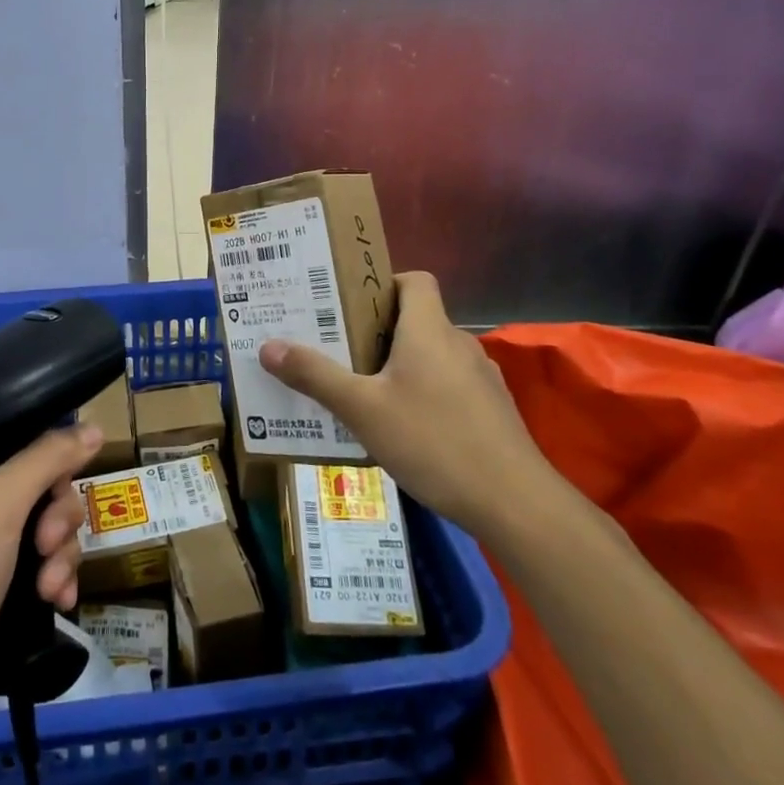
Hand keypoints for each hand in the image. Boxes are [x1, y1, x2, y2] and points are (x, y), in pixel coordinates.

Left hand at [0, 424, 100, 758]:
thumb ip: (47, 459)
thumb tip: (95, 427)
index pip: (12, 441)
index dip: (46, 459)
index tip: (61, 483)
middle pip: (35, 487)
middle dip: (55, 518)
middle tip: (48, 545)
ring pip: (41, 529)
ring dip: (58, 555)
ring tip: (52, 587)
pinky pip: (36, 568)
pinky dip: (52, 580)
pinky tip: (60, 602)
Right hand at [259, 271, 551, 534]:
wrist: (515, 504)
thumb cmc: (433, 441)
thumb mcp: (362, 409)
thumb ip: (315, 376)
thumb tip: (268, 346)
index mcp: (429, 330)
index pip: (415, 280)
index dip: (383, 282)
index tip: (349, 304)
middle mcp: (458, 344)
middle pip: (416, 319)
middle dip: (375, 330)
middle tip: (335, 347)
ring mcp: (480, 379)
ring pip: (431, 356)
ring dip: (398, 365)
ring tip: (360, 389)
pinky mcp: (490, 412)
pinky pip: (447, 386)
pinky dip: (422, 393)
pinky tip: (400, 428)